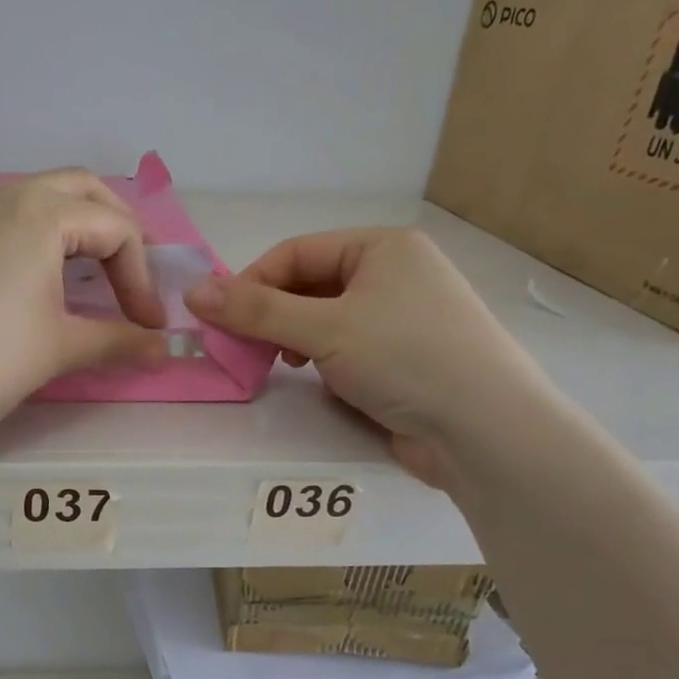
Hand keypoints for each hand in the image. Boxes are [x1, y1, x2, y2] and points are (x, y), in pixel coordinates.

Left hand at [0, 169, 170, 448]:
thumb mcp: (60, 349)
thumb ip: (118, 341)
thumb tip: (162, 350)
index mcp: (39, 213)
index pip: (115, 229)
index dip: (142, 278)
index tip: (148, 325)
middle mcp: (0, 195)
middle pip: (79, 190)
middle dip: (114, 229)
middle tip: (128, 275)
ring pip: (32, 199)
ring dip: (69, 228)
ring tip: (81, 276)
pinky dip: (25, 237)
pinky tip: (20, 282)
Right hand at [185, 228, 552, 486]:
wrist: (485, 431)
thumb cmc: (406, 359)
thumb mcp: (323, 329)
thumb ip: (256, 310)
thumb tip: (192, 293)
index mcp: (382, 247)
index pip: (295, 252)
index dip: (251, 283)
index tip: (219, 320)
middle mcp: (394, 273)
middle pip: (308, 285)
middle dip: (272, 315)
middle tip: (243, 347)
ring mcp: (401, 317)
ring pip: (323, 318)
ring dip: (293, 338)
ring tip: (281, 364)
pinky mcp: (403, 358)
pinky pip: (344, 346)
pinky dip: (321, 358)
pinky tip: (317, 379)